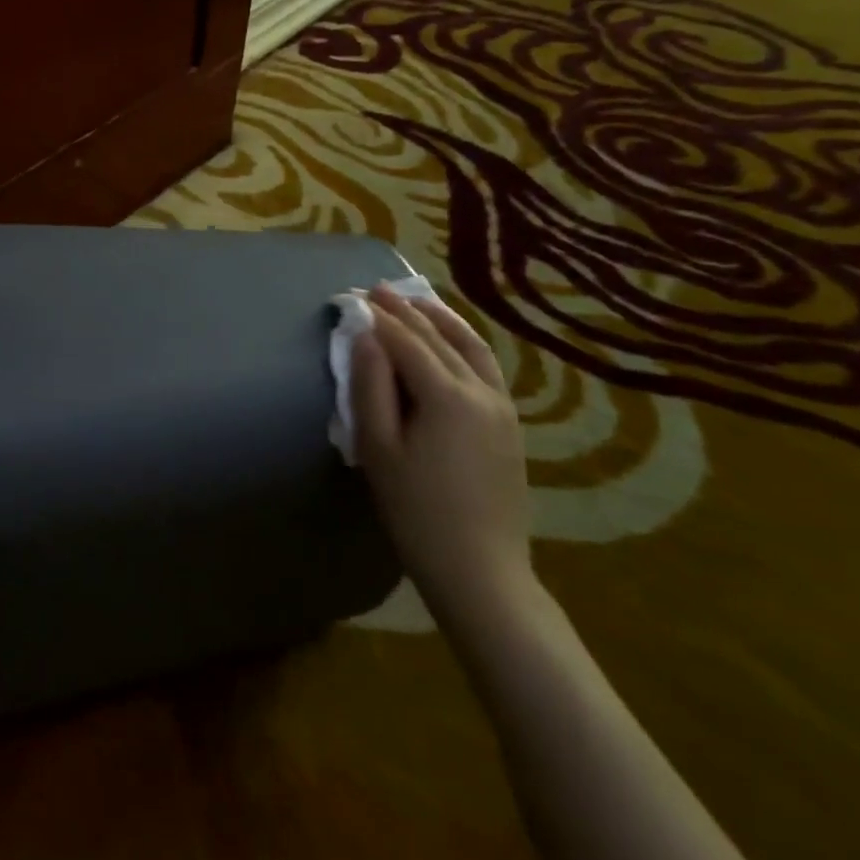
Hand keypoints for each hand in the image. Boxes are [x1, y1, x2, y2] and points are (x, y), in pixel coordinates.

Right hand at [349, 285, 530, 622]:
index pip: (406, 341)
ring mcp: (502, 407)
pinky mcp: (509, 425)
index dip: (376, 316)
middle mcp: (481, 390)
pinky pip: (486, 367)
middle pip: (438, 337)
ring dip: (440, 319)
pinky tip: (450, 341)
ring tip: (415, 300)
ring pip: (471, 346)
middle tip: (375, 289)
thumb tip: (365, 338)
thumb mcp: (379, 448)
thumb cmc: (416, 511)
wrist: (480, 569)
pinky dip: (463, 342)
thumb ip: (371, 386)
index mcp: (447, 395)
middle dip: (404, 310)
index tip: (350, 297)